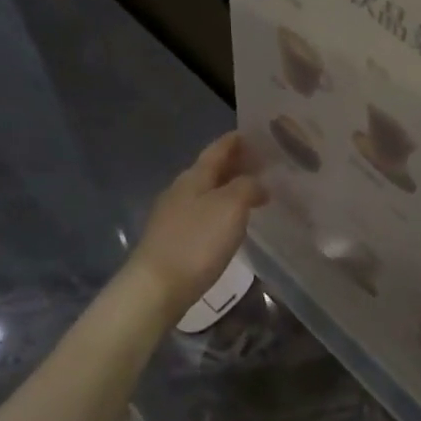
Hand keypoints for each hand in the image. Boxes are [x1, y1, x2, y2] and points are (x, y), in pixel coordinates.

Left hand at [126, 132, 267, 315]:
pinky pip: (202, 214)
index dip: (236, 140)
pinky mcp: (173, 240)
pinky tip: (231, 222)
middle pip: (211, 170)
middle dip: (236, 164)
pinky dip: (220, 210)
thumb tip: (258, 184)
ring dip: (229, 189)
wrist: (157, 287)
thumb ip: (247, 187)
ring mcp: (173, 216)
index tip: (256, 133)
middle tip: (263, 164)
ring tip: (253, 192)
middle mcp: (181, 190)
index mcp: (194, 176)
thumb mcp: (231, 207)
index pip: (218, 149)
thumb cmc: (197, 242)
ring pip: (206, 192)